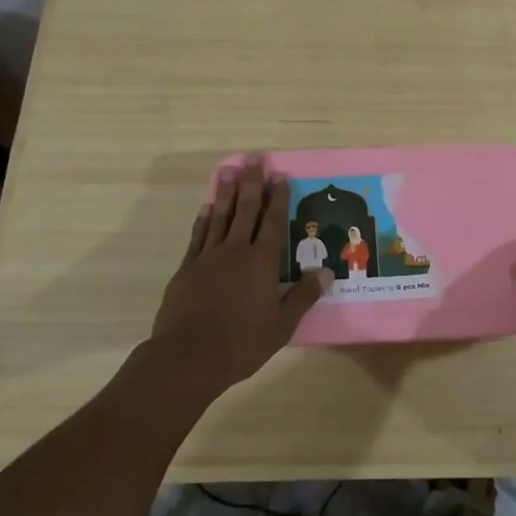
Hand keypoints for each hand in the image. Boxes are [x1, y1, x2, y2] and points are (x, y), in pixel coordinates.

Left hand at [148, 159, 328, 397]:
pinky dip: (204, 219)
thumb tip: (327, 272)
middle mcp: (236, 251)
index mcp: (262, 262)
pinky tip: (207, 207)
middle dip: (252, 183)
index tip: (280, 176)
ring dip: (226, 192)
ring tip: (229, 170)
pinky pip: (198, 236)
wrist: (189, 356)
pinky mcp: (187, 268)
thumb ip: (303, 296)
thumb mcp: (282, 324)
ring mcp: (209, 257)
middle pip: (246, 210)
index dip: (278, 198)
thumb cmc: (242, 343)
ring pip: (220, 216)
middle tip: (254, 159)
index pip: (274, 222)